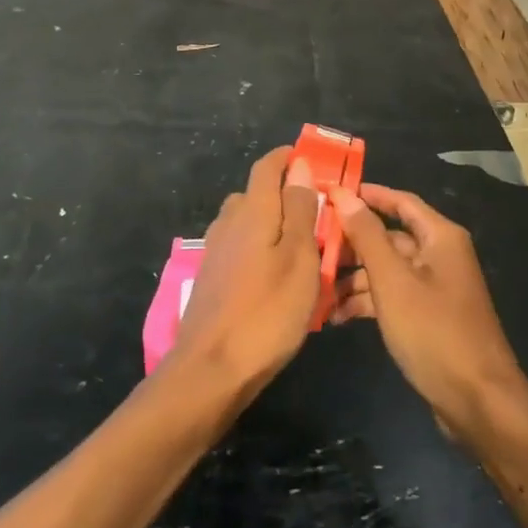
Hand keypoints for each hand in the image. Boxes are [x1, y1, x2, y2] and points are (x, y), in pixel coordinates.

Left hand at [168, 147, 319, 400]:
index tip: (311, 160)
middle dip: (284, 194)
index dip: (287, 157)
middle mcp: (229, 223)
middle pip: (256, 194)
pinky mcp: (211, 278)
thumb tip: (299, 166)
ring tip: (301, 248)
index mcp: (253, 211)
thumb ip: (300, 210)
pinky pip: (240, 248)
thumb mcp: (300, 259)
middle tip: (317, 214)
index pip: (267, 167)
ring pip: (247, 223)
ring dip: (272, 224)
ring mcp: (215, 251)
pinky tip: (274, 276)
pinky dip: (259, 249)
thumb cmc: (267, 312)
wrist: (210, 370)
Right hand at [331, 184, 525, 440]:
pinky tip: (336, 317)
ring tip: (316, 290)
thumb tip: (343, 194)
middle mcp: (440, 255)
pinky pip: (392, 297)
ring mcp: (435, 288)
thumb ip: (367, 236)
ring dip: (354, 279)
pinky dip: (367, 302)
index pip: (400, 201)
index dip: (367, 194)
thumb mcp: (392, 281)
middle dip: (352, 244)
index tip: (330, 192)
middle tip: (312, 248)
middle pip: (389, 238)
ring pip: (387, 270)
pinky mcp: (428, 318)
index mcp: (440, 237)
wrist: (478, 402)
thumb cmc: (434, 331)